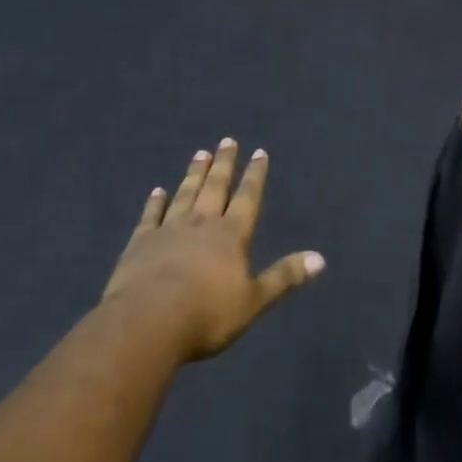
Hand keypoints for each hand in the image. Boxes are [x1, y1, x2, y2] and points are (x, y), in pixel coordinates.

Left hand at [103, 139, 323, 361]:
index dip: (255, 175)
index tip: (259, 152)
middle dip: (224, 163)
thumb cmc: (207, 314)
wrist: (149, 320)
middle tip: (227, 140)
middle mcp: (202, 222)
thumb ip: (284, 277)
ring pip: (186, 193)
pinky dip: (156, 201)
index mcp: (231, 235)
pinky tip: (158, 190)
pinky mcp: (142, 241)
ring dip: (195, 174)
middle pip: (215, 187)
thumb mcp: (253, 300)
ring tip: (200, 153)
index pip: (247, 198)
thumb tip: (320, 259)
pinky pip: (151, 215)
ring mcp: (169, 228)